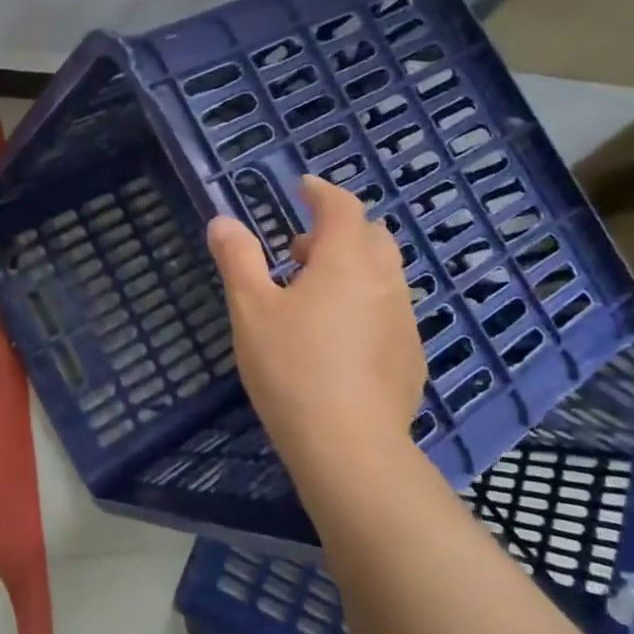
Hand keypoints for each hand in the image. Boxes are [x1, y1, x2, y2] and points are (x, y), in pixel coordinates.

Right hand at [206, 176, 425, 479]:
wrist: (349, 446)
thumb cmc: (292, 367)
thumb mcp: (251, 308)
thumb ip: (238, 258)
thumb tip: (222, 220)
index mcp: (347, 260)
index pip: (342, 207)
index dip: (321, 191)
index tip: (302, 187)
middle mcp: (384, 281)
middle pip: (371, 236)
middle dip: (337, 230)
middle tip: (298, 249)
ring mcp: (404, 319)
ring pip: (383, 274)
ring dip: (351, 267)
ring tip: (312, 294)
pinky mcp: (410, 356)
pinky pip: (388, 310)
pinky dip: (364, 303)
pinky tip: (337, 338)